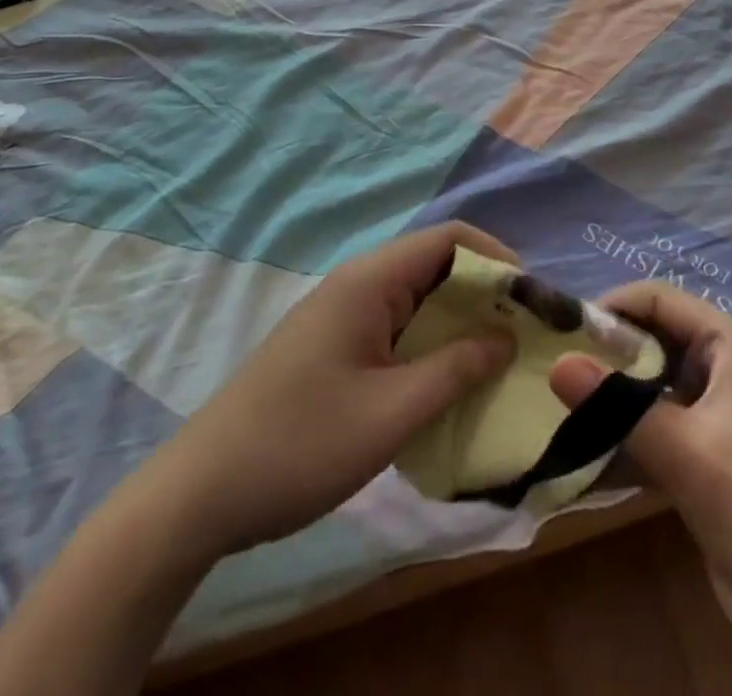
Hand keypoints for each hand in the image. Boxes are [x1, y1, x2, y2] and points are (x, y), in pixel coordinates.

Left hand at [171, 222, 518, 555]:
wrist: (200, 494)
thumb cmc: (300, 445)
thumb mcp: (391, 413)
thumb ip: (455, 369)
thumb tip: (506, 335)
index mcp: (370, 281)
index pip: (450, 238)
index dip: (497, 259)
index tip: (532, 302)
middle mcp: (358, 284)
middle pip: (436, 265)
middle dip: (484, 294)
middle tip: (522, 339)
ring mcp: (343, 315)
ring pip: (418, 300)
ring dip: (459, 323)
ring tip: (496, 363)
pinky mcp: (334, 345)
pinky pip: (396, 328)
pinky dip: (430, 346)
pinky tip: (446, 384)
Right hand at [551, 283, 731, 693]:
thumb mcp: (683, 452)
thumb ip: (616, 404)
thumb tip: (555, 363)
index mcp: (730, 346)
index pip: (660, 299)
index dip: (612, 306)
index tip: (564, 331)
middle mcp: (724, 368)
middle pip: (654, 337)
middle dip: (607, 351)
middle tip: (555, 368)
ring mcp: (717, 413)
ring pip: (652, 384)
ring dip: (611, 395)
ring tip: (560, 405)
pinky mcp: (708, 455)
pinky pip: (656, 425)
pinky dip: (624, 433)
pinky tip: (584, 451)